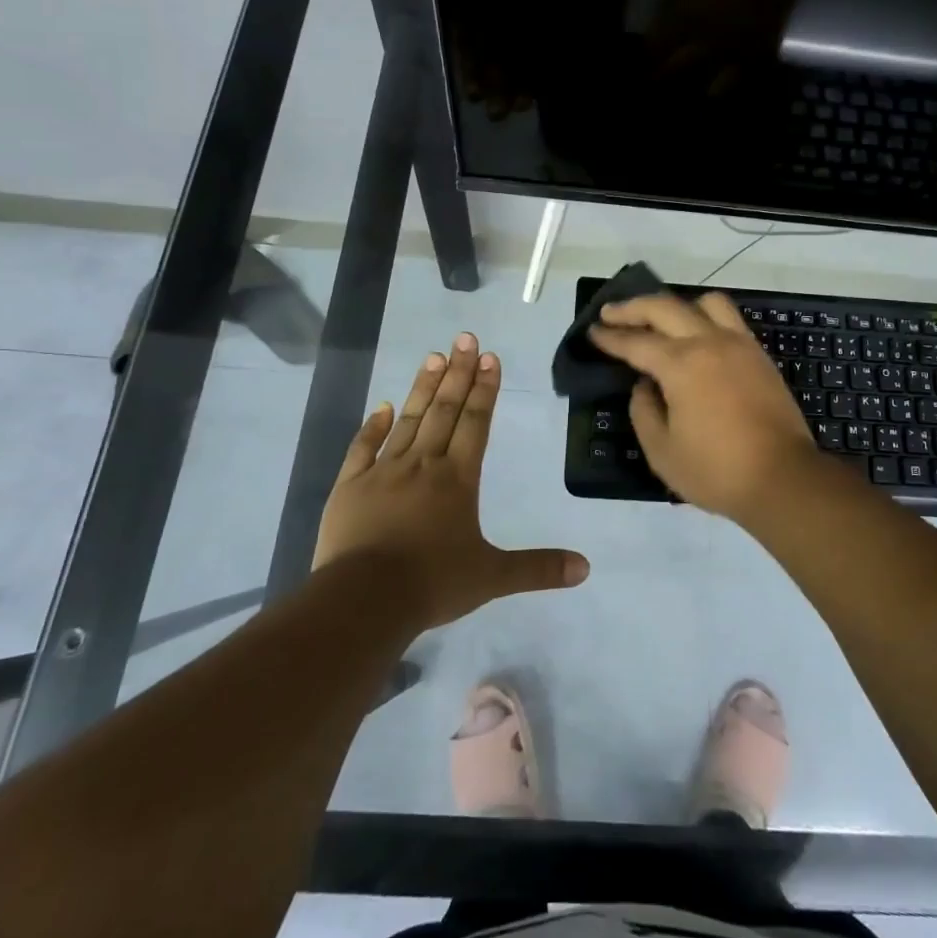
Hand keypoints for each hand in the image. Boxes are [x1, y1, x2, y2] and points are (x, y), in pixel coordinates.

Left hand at [313, 334, 589, 627]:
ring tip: (433, 356)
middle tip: (465, 338)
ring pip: (408, 420)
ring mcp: (383, 471)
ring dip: (423, 388)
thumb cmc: (433, 583)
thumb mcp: (492, 577)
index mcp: (458, 479)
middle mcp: (423, 464)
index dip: (485, 389)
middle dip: (458, 373)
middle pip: (445, 410)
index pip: (476, 423)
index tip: (490, 357)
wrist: (363, 599)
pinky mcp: (350, 486)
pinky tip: (382, 406)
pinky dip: (373, 425)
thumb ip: (538, 568)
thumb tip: (586, 569)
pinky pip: (363, 447)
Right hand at [590, 292, 829, 520]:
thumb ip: (643, 411)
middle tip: (611, 313)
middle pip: (665, 307)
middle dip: (632, 308)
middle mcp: (709, 343)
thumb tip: (645, 386)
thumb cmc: (716, 471)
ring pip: (704, 302)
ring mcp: (739, 345)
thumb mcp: (662, 451)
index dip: (610, 337)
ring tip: (660, 318)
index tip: (593, 331)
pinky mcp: (759, 355)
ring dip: (676, 304)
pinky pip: (729, 319)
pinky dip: (705, 316)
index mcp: (681, 365)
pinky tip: (696, 335)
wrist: (783, 478)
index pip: (636, 342)